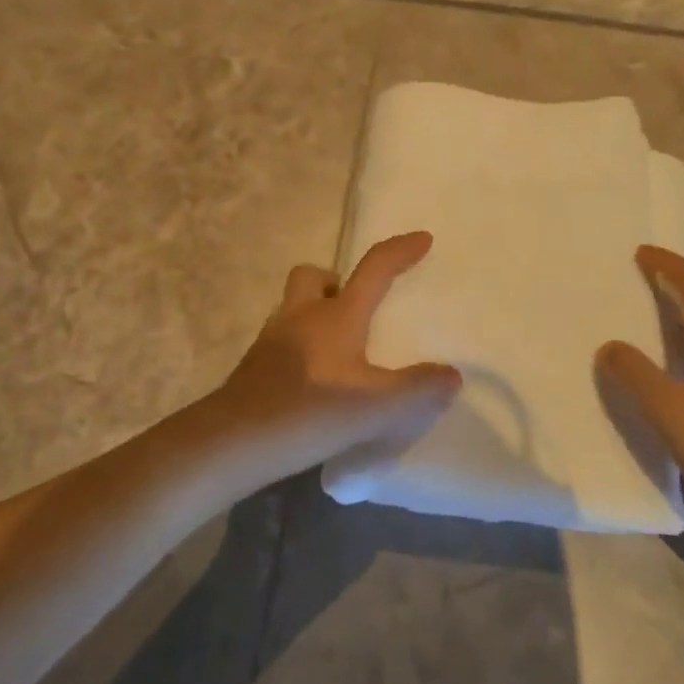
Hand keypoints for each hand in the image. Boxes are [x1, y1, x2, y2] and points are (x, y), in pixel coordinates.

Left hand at [205, 231, 461, 479]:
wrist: (232, 443)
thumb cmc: (308, 412)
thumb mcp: (375, 408)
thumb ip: (417, 390)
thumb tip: (451, 375)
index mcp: (335, 315)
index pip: (373, 268)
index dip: (400, 251)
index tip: (422, 239)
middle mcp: (301, 316)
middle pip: (313, 276)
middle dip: (337, 280)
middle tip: (358, 305)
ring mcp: (272, 340)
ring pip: (294, 307)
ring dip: (316, 314)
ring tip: (341, 348)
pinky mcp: (255, 367)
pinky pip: (283, 339)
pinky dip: (302, 346)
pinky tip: (315, 380)